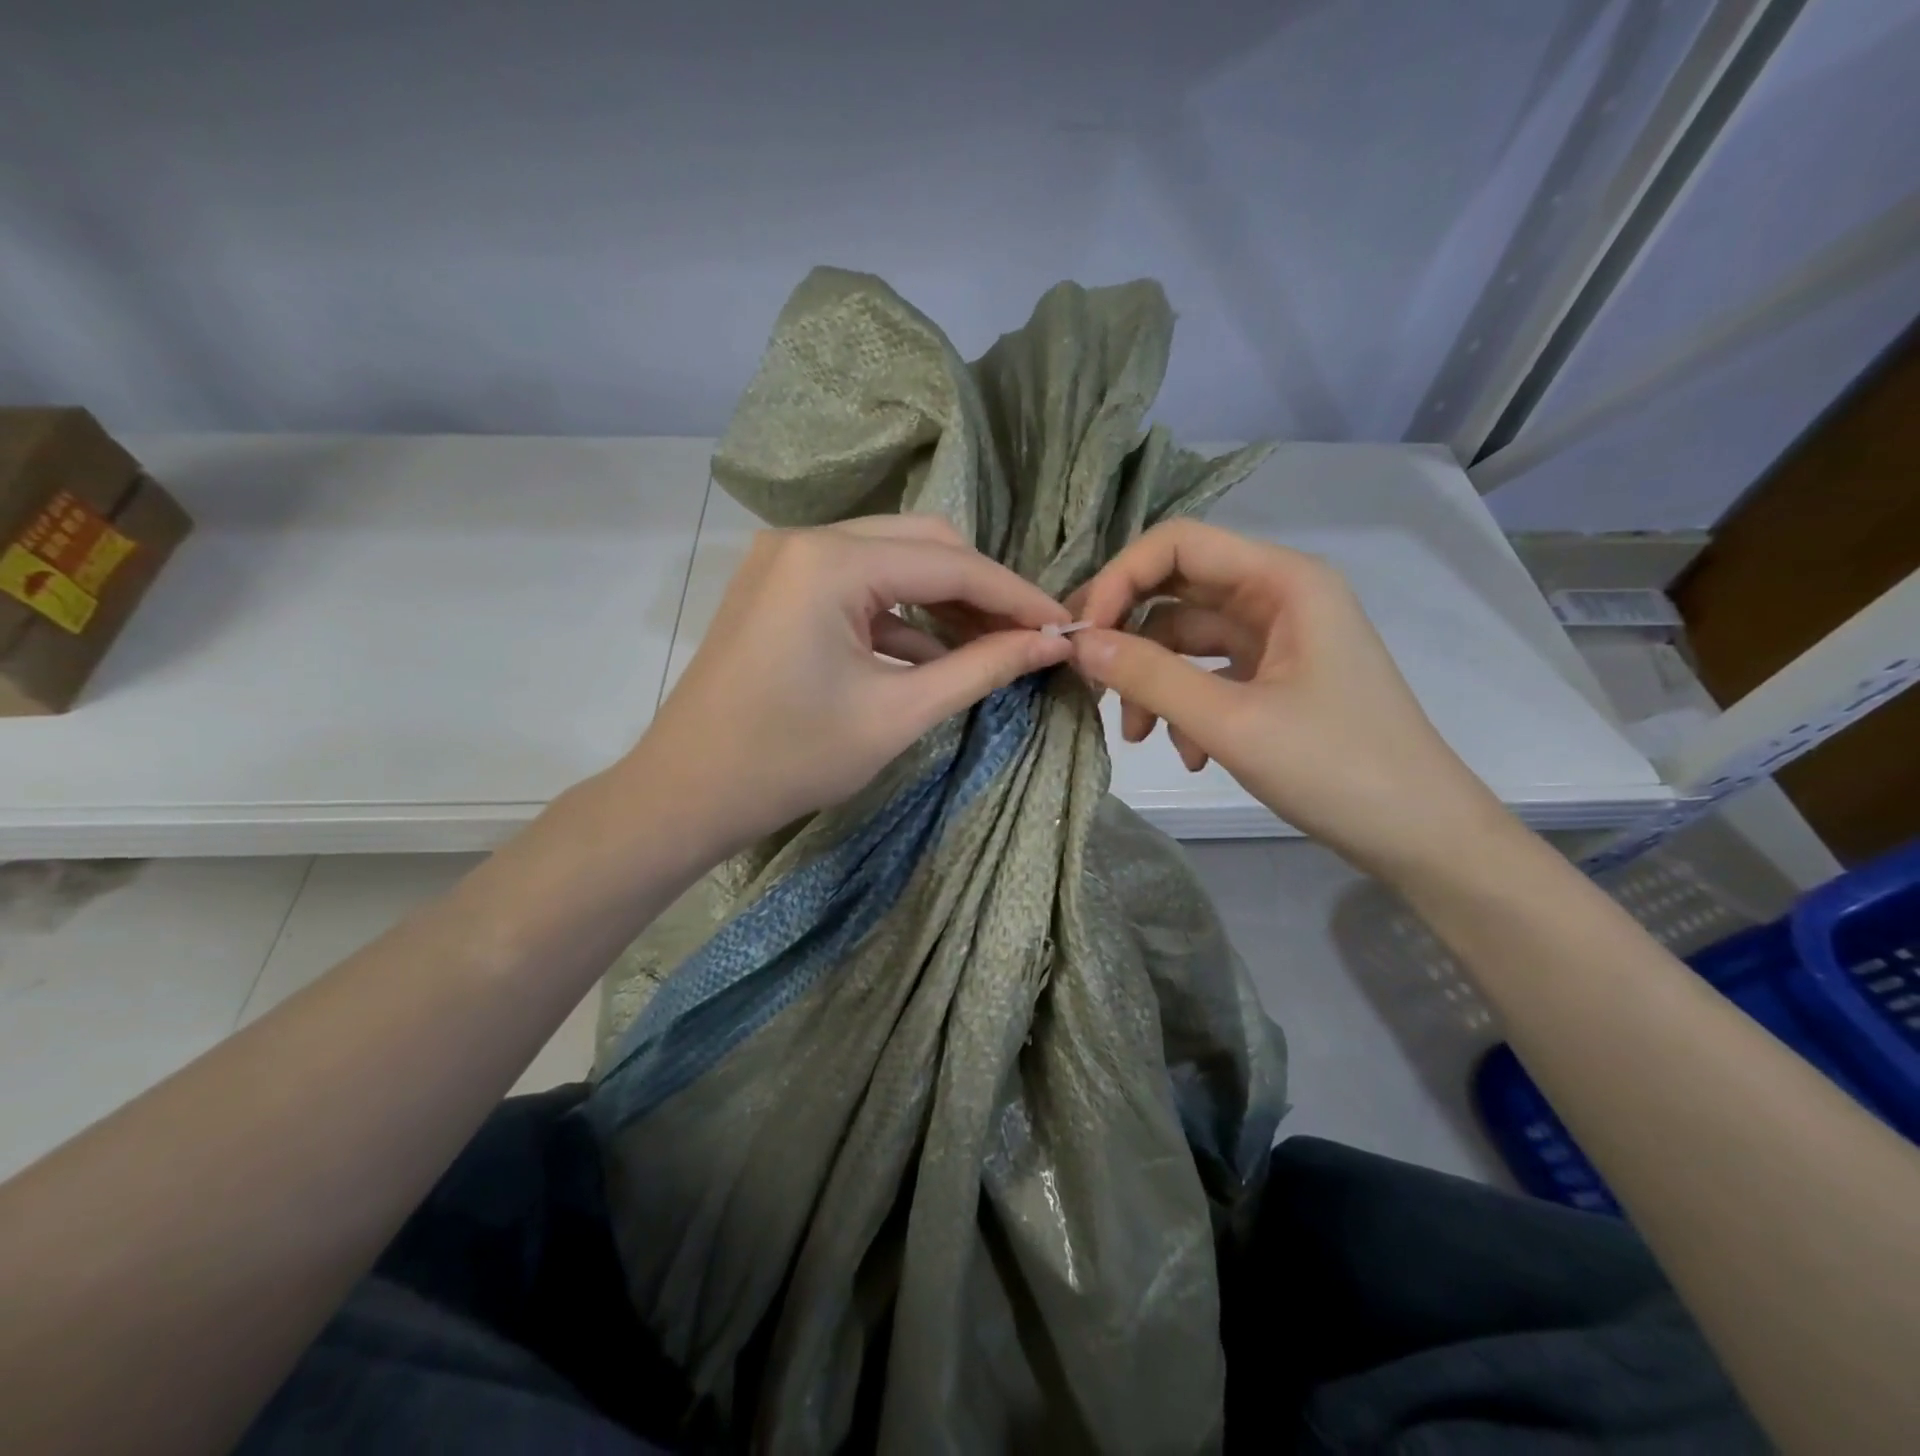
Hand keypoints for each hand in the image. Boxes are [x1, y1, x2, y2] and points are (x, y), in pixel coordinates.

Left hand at [627, 515, 1072, 856]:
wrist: (686, 794)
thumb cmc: (790, 760)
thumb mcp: (897, 715)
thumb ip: (981, 669)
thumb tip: (1050, 643)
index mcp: (831, 562)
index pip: (950, 563)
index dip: (1015, 595)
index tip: (1064, 625)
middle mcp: (807, 539)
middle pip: (923, 544)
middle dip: (981, 590)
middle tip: (1028, 636)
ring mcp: (788, 560)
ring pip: (893, 561)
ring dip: (944, 601)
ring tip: (993, 647)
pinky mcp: (781, 587)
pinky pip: (860, 587)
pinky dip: (902, 616)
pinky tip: (938, 656)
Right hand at [1068, 519, 1505, 878]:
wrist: (1420, 836)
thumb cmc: (1336, 769)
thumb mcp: (1230, 722)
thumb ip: (1149, 676)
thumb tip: (1078, 644)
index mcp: (1283, 581)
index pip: (1177, 545)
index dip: (1119, 579)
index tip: (1081, 636)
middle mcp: (1279, 597)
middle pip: (1177, 591)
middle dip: (1128, 635)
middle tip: (1087, 679)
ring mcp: (1278, 640)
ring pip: (1186, 641)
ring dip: (1152, 683)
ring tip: (1135, 737)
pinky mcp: (1275, 680)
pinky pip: (1208, 676)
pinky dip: (1184, 708)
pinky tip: (1189, 756)